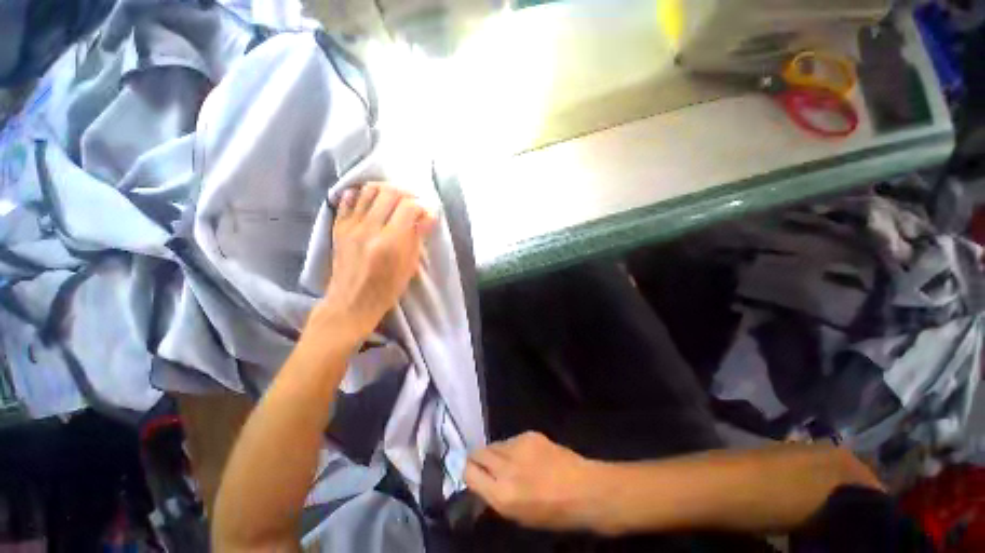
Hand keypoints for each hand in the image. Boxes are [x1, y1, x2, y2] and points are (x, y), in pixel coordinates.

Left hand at [312, 182, 435, 344]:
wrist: (351, 302)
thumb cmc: (386, 289)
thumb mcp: (409, 266)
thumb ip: (418, 237)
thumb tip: (429, 215)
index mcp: (390, 243)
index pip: (409, 207)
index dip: (422, 207)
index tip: (426, 215)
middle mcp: (369, 229)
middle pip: (390, 193)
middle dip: (407, 195)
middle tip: (413, 204)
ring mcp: (351, 226)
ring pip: (369, 190)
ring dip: (386, 191)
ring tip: (395, 200)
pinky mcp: (338, 226)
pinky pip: (348, 198)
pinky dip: (363, 194)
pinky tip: (373, 202)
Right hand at [465, 432, 599, 531]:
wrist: (584, 489)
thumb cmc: (553, 513)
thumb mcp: (519, 516)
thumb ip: (496, 497)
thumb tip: (480, 482)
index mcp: (502, 495)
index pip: (469, 473)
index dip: (466, 471)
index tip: (468, 471)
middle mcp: (506, 468)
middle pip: (478, 453)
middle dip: (477, 458)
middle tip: (483, 464)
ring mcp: (518, 446)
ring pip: (494, 443)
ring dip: (495, 452)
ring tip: (507, 461)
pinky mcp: (530, 434)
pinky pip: (511, 439)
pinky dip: (511, 446)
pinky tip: (525, 455)